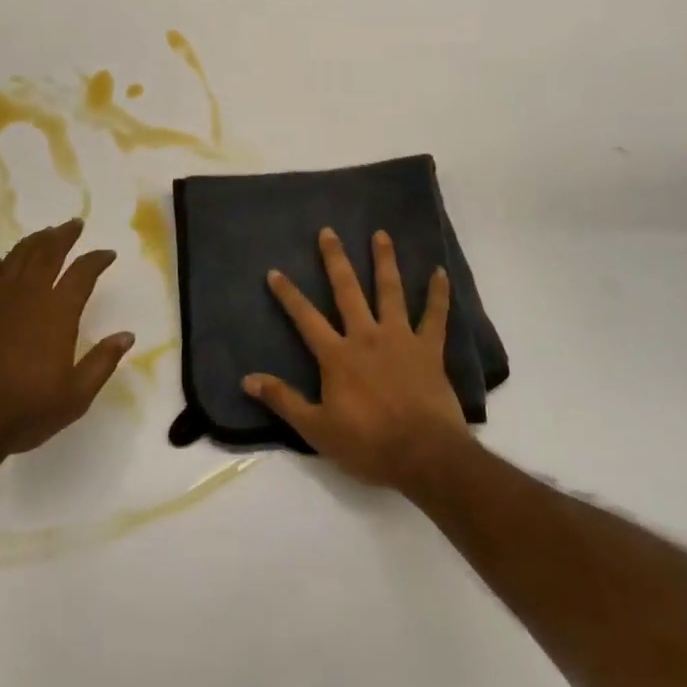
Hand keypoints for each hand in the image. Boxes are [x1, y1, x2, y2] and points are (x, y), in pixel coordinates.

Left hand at [0, 219, 133, 473]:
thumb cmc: (24, 414)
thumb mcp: (75, 397)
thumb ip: (102, 362)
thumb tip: (127, 335)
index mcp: (57, 314)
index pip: (82, 274)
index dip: (96, 260)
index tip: (107, 254)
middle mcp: (27, 297)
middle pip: (47, 253)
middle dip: (64, 236)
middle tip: (74, 225)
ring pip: (15, 258)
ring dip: (33, 242)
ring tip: (44, 234)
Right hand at [243, 228, 471, 490]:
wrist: (423, 455)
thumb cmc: (367, 444)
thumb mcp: (316, 428)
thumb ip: (283, 400)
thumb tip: (247, 379)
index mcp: (337, 356)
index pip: (306, 318)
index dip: (288, 295)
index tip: (275, 271)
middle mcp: (366, 336)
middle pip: (347, 291)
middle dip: (335, 260)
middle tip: (329, 232)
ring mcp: (400, 338)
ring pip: (390, 291)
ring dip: (385, 261)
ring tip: (380, 234)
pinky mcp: (429, 349)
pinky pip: (435, 316)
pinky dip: (438, 293)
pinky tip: (439, 272)